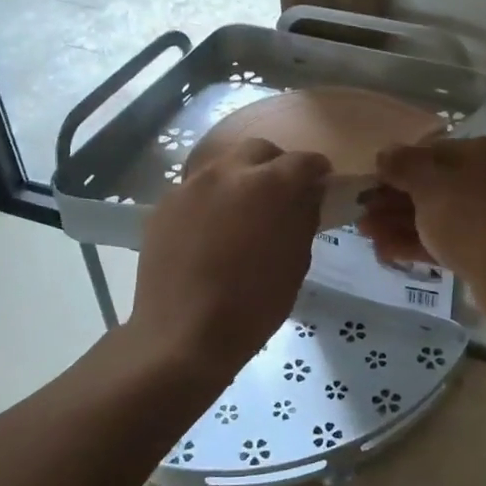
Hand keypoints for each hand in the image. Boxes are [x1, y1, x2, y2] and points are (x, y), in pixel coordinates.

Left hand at [129, 138, 329, 383]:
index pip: (304, 161)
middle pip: (259, 150)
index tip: (321, 184)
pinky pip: (196, 189)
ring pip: (223, 166)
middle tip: (281, 194)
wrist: (182, 335)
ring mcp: (190, 185)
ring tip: (243, 212)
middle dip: (275, 165)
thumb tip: (307, 195)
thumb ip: (304, 218)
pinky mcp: (164, 204)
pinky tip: (211, 230)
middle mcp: (228, 171)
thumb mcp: (296, 263)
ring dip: (240, 179)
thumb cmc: (253, 305)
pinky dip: (211, 199)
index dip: (317, 171)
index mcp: (269, 184)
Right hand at [358, 137, 485, 338]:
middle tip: (359, 211)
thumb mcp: (431, 183)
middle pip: (433, 186)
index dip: (398, 165)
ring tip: (363, 233)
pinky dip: (415, 244)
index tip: (369, 180)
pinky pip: (445, 242)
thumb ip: (403, 165)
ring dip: (398, 223)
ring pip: (436, 216)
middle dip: (393, 199)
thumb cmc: (473, 217)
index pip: (434, 152)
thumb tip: (385, 154)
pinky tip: (383, 251)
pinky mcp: (485, 253)